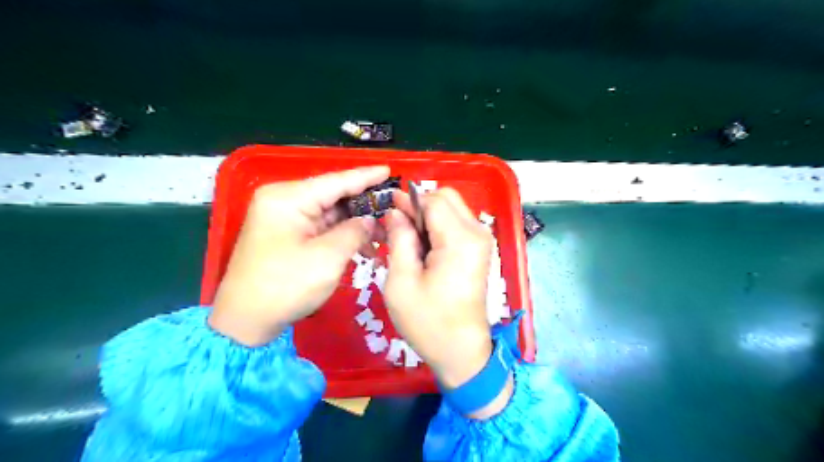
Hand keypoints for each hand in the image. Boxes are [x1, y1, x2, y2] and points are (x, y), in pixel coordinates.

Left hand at [211, 167, 390, 345]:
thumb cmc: (285, 286)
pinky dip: (342, 234)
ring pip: (330, 212)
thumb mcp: (328, 258)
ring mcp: (284, 217)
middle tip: (394, 208)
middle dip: (364, 204)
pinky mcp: (287, 234)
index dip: (366, 176)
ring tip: (385, 233)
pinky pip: (321, 227)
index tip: (390, 170)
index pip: (336, 181)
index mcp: (289, 198)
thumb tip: (370, 219)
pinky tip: (364, 245)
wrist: (245, 320)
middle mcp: (284, 200)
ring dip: (356, 223)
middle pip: (333, 195)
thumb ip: (354, 231)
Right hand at [386, 188, 513, 418]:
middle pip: (446, 197)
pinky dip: (437, 227)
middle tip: (397, 229)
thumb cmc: (427, 321)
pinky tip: (422, 247)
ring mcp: (482, 240)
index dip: (407, 201)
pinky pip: (457, 224)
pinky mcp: (480, 249)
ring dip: (428, 216)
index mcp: (460, 240)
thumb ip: (399, 239)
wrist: (461, 351)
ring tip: (406, 240)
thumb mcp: (401, 281)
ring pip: (451, 208)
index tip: (387, 211)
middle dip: (419, 206)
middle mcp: (477, 233)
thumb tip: (395, 212)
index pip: (432, 200)